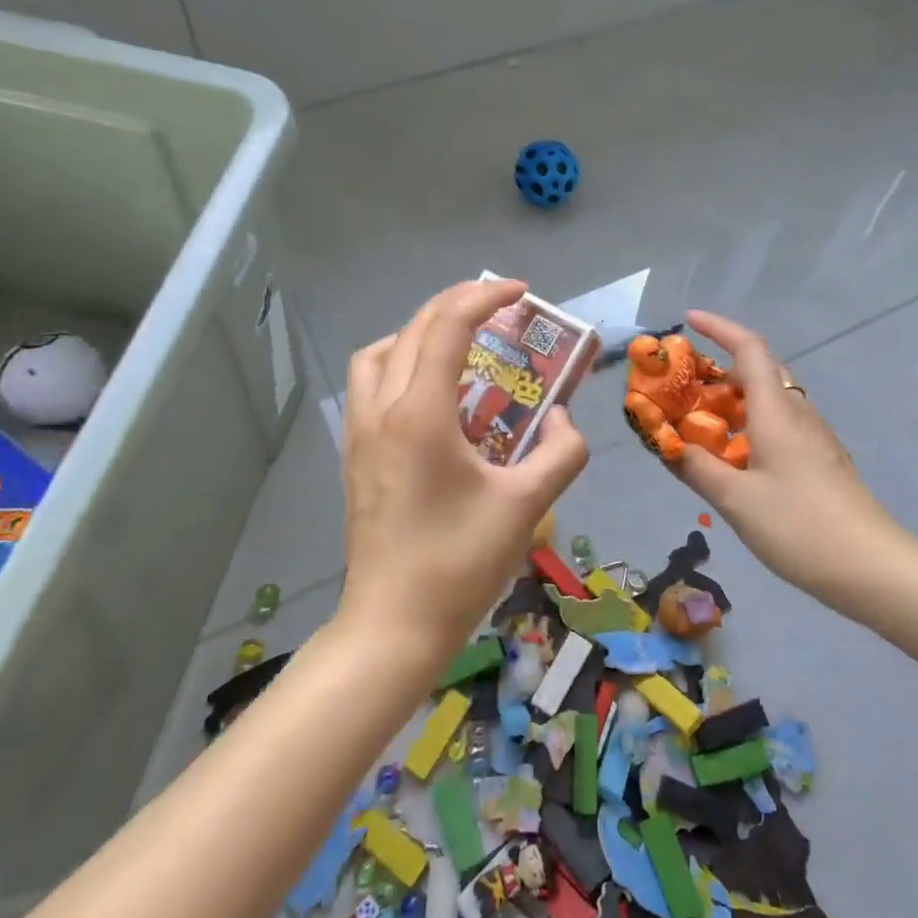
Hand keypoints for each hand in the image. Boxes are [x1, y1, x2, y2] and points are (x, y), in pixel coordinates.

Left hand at [337, 278, 589, 667]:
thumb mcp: (526, 506)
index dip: (485, 298)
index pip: (449, 327)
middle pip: (415, 328)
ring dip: (419, 333)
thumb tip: (563, 421)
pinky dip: (399, 365)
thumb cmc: (459, 563)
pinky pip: (369, 384)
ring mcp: (360, 432)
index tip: (519, 291)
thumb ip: (561, 453)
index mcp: (421, 414)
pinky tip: (431, 397)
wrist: (392, 625)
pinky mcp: (354, 454)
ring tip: (458, 348)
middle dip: (458, 305)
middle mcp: (382, 409)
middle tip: (498, 308)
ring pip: (380, 353)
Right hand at [674, 310, 917, 609]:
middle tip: (683, 381)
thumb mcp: (735, 500)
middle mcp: (798, 413)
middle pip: (759, 370)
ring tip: (700, 418)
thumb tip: (665, 444)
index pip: (749, 348)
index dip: (718, 328)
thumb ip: (696, 467)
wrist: (873, 569)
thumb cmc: (799, 526)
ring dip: (734, 397)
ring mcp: (814, 436)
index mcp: (776, 411)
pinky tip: (734, 455)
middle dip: (720, 365)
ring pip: (770, 398)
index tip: (687, 321)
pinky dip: (750, 422)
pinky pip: (780, 423)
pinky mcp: (821, 459)